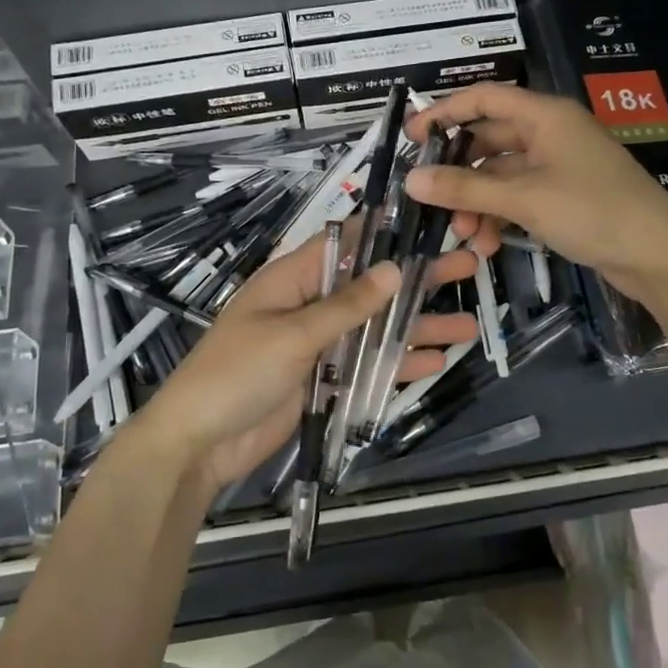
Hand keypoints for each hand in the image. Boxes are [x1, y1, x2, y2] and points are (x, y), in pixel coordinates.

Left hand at [126, 235, 479, 493]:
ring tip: (468, 325)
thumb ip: (346, 306)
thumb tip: (394, 270)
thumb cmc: (236, 374)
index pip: (344, 243)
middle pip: (370, 287)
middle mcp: (308, 305)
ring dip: (417, 327)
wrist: (199, 445)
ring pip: (375, 328)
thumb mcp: (293, 335)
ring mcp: (317, 345)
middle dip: (417, 280)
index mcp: (291, 281)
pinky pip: (367, 365)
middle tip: (469, 266)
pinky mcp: (323, 380)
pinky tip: (436, 361)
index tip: (428, 222)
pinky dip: (398, 363)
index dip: (385, 232)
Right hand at [404, 83, 667, 307]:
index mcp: (545, 116)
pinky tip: (488, 245)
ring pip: (501, 175)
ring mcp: (558, 165)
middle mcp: (550, 133)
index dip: (444, 113)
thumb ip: (466, 188)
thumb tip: (411, 179)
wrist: (659, 255)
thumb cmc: (593, 211)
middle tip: (432, 201)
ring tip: (464, 236)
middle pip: (488, 140)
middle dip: (460, 173)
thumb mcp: (524, 199)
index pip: (483, 98)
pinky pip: (519, 197)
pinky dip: (500, 216)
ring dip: (478, 202)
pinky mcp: (564, 195)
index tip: (411, 139)